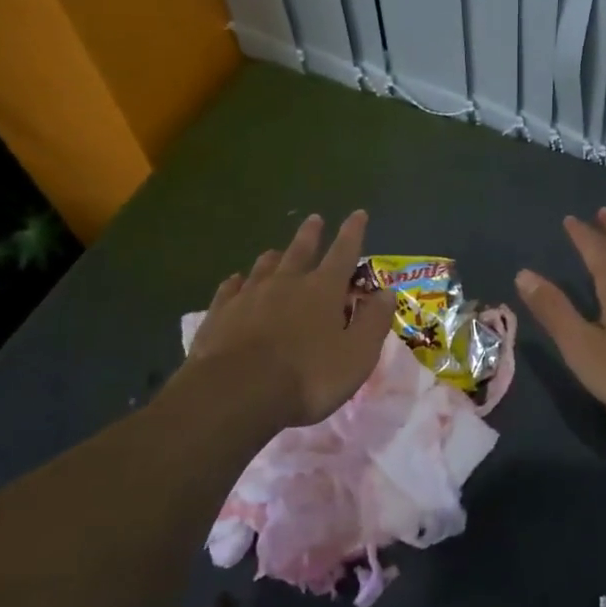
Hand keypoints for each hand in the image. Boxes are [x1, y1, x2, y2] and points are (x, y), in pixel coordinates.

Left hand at [187, 211, 394, 427]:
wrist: (236, 393)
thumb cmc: (308, 376)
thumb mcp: (357, 355)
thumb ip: (373, 321)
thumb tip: (386, 292)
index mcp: (322, 290)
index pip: (343, 252)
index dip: (353, 232)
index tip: (358, 213)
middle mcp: (286, 283)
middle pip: (300, 250)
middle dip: (310, 234)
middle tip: (314, 219)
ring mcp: (249, 296)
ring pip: (263, 267)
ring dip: (274, 257)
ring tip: (275, 251)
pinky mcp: (219, 314)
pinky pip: (230, 289)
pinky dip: (236, 282)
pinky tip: (235, 282)